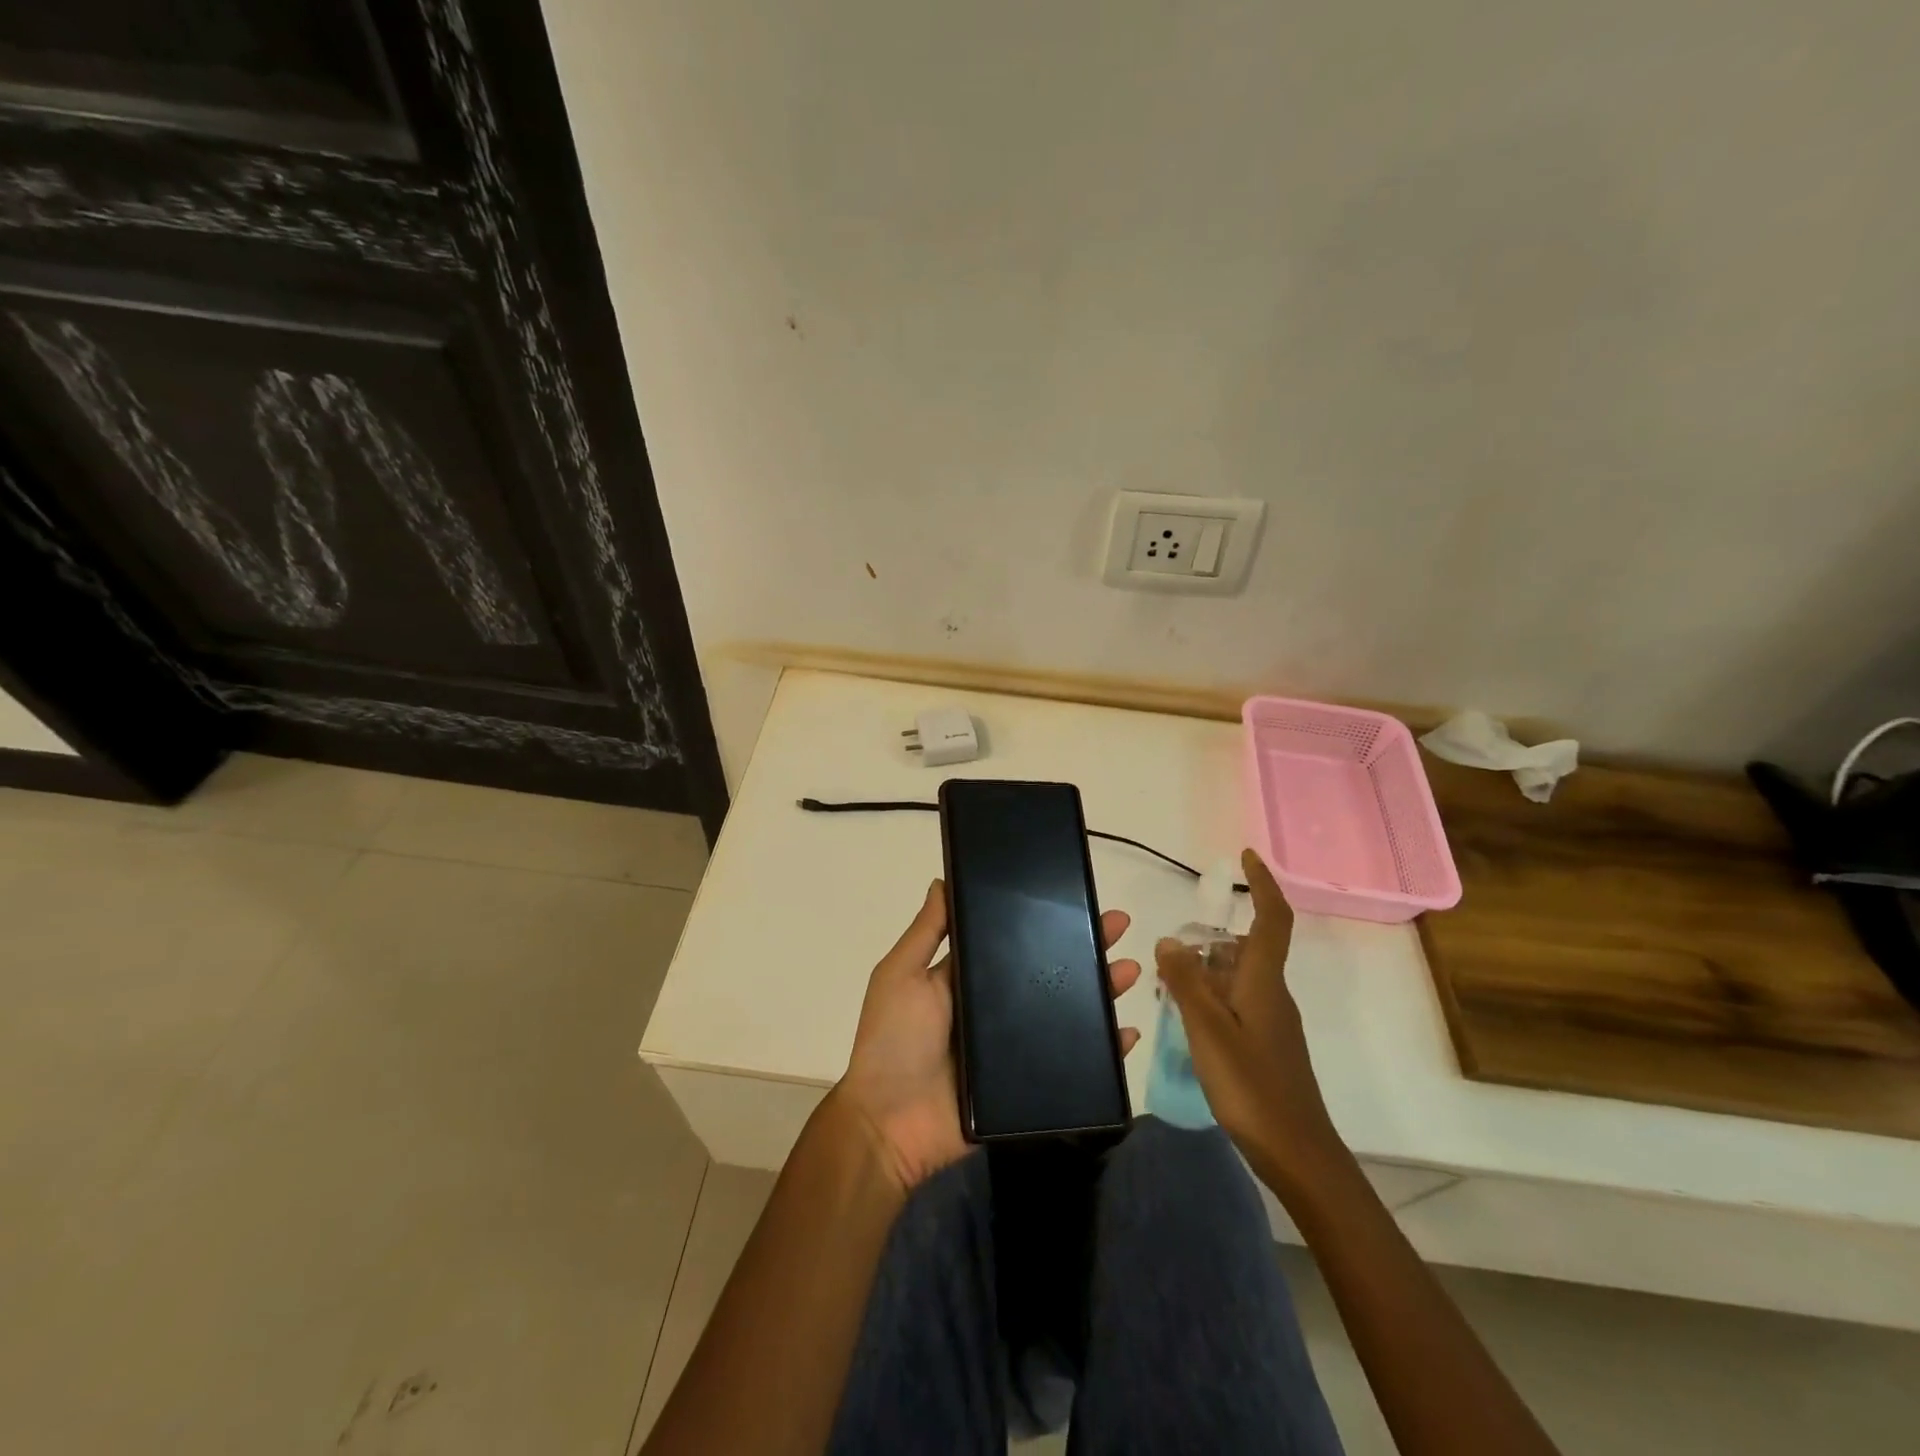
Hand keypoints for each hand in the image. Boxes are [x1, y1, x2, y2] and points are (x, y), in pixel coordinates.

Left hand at [837, 880, 1141, 1195]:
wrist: (890, 1125)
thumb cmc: (893, 1040)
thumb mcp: (901, 974)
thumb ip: (926, 931)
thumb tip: (943, 878)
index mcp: (969, 978)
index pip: (1015, 941)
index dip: (1044, 920)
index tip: (1074, 897)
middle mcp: (997, 1007)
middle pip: (1050, 972)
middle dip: (1085, 947)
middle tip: (1118, 925)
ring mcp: (1016, 1047)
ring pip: (1069, 1012)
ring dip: (1101, 991)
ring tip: (1129, 970)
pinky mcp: (1030, 1084)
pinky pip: (1074, 1063)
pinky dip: (1103, 1051)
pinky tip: (1127, 1033)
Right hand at [1155, 849, 1344, 1196]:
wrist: (1298, 1154)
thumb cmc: (1252, 1087)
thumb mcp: (1208, 1030)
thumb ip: (1187, 982)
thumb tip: (1170, 940)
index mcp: (1263, 982)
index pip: (1272, 918)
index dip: (1263, 883)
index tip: (1246, 856)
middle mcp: (1272, 994)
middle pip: (1246, 948)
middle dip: (1210, 940)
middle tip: (1169, 954)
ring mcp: (1271, 1022)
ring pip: (1236, 978)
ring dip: (1204, 973)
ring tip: (1166, 986)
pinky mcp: (1265, 1045)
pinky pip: (1235, 1003)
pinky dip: (1210, 998)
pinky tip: (1185, 1020)